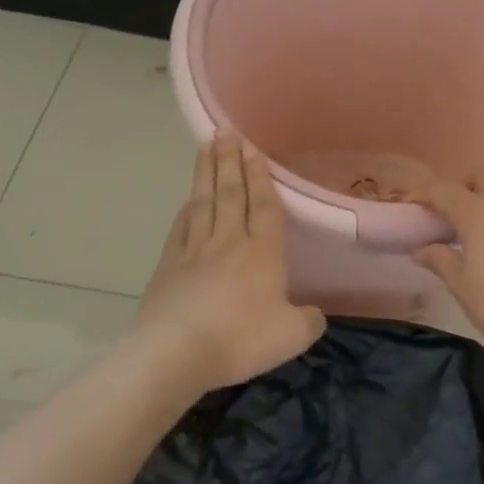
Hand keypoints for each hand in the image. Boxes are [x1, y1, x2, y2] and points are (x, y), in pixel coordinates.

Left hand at [139, 132, 326, 390]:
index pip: (264, 206)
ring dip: (206, 173)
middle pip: (231, 193)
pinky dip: (186, 210)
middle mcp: (229, 241)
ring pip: (204, 202)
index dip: (261, 176)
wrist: (176, 352)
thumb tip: (315, 314)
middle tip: (225, 131)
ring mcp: (195, 250)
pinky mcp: (169, 266)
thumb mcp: (290, 336)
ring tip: (206, 147)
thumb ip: (308, 321)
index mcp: (262, 252)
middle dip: (230, 160)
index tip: (253, 149)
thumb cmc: (239, 339)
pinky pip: (180, 228)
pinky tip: (188, 200)